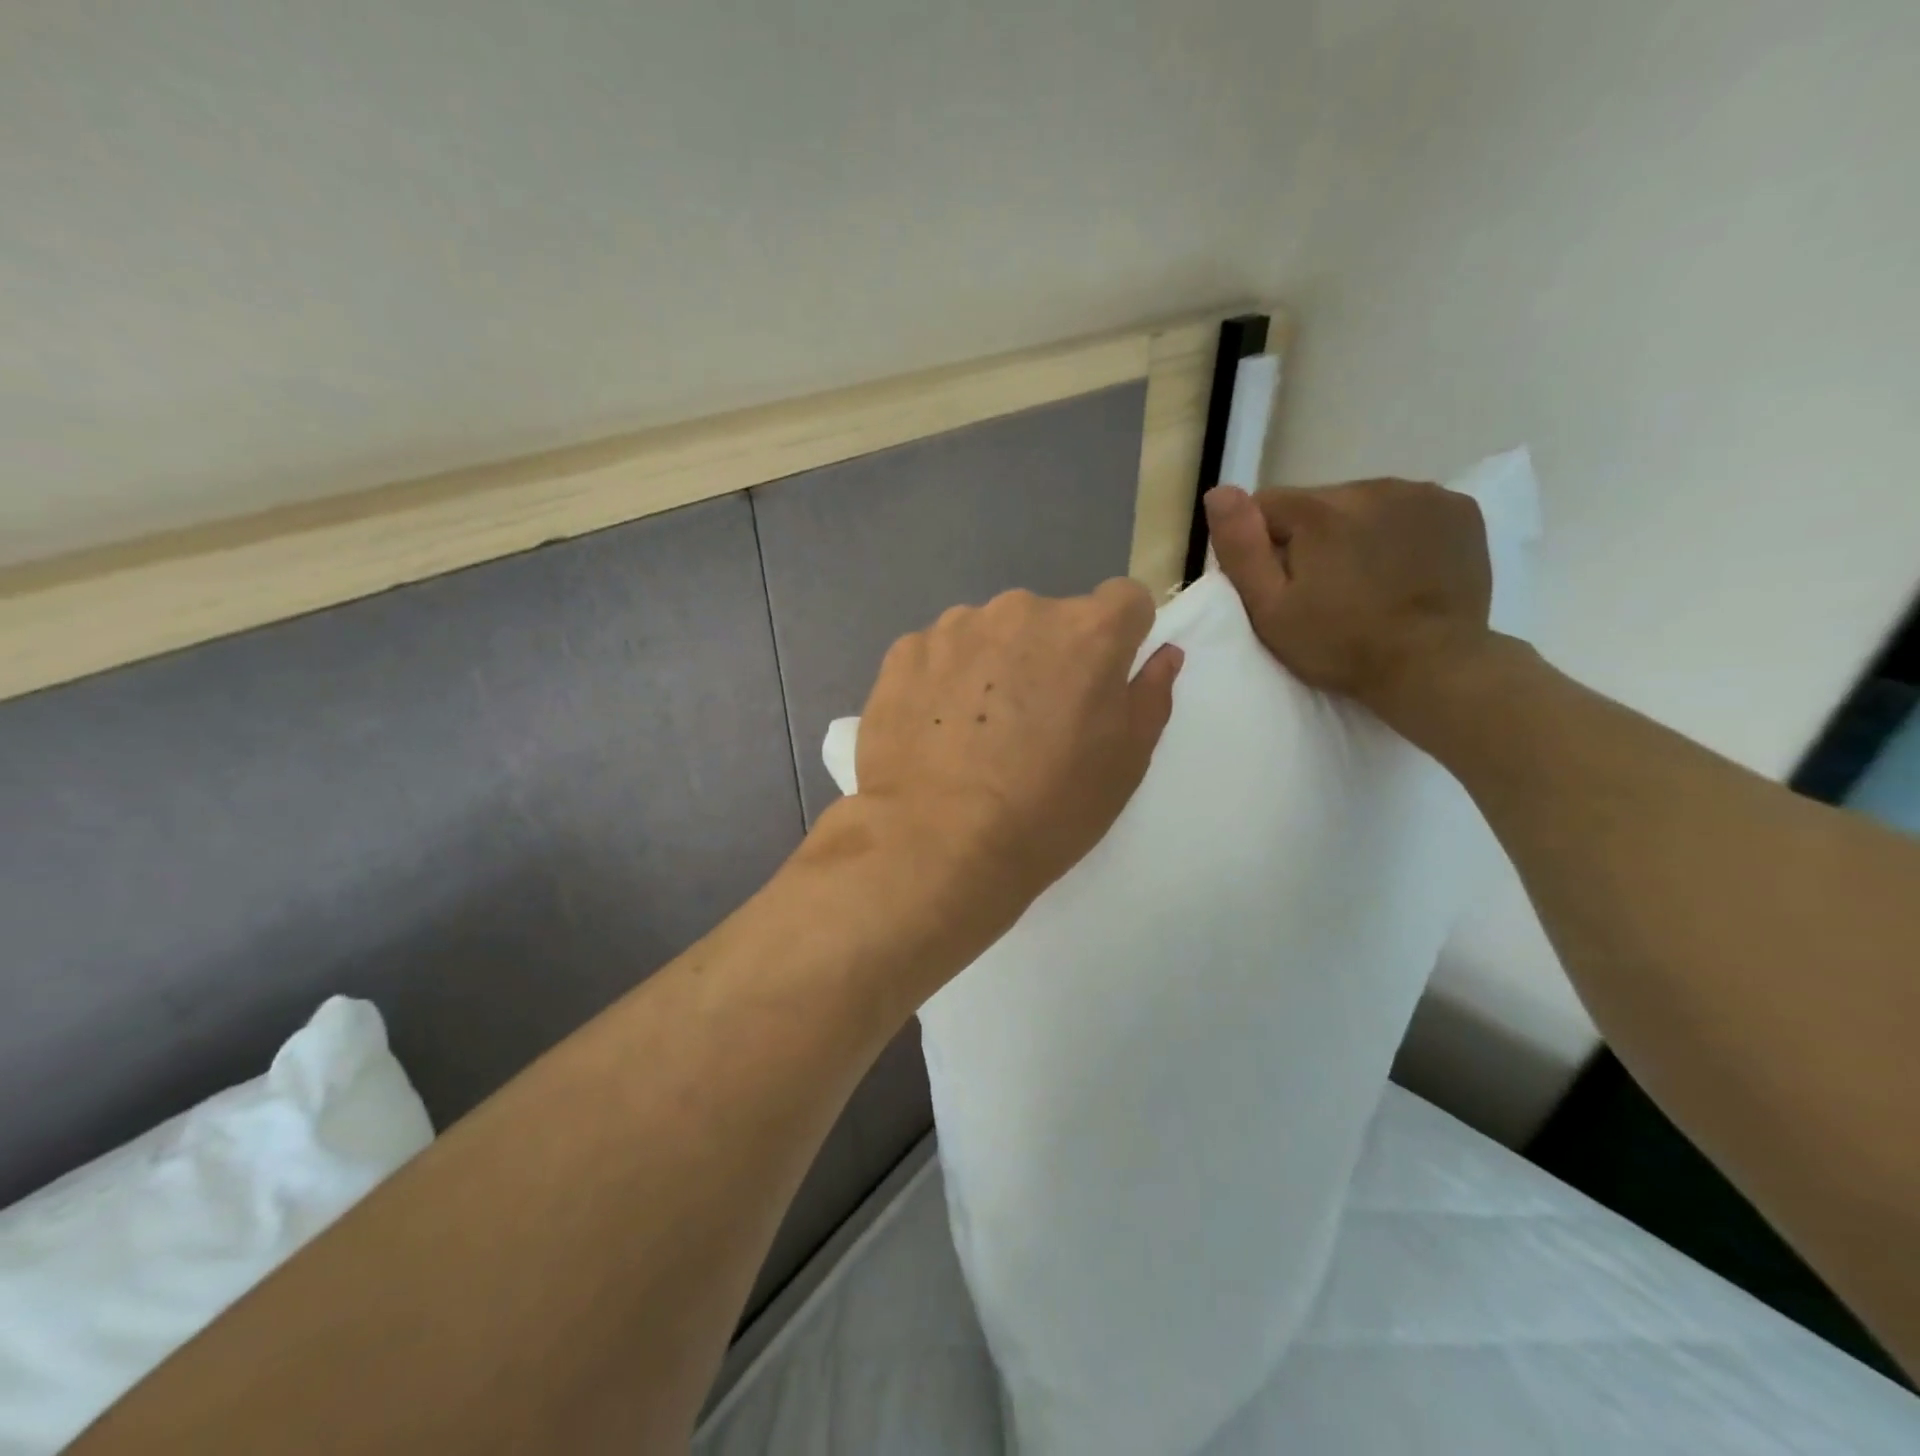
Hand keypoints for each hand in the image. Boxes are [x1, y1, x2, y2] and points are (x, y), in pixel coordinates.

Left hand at [838, 579, 1182, 970]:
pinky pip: (938, 653)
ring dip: (992, 664)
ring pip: (989, 633)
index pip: (1125, 601)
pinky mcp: (904, 652)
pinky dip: (941, 679)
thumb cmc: (1048, 810)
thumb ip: (1149, 695)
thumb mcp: (1125, 764)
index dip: (1120, 638)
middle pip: (1050, 620)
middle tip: (1033, 722)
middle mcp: (1021, 610)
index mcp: (1087, 632)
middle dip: (1050, 655)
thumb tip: (1163, 654)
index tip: (1101, 681)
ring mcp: (955, 627)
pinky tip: (934, 730)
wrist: (937, 845)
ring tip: (975, 731)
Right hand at [1203, 479, 1493, 726]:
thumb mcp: (1270, 610)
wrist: (1432, 666)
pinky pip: (1407, 509)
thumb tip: (1218, 492)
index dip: (1260, 544)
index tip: (1276, 583)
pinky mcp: (1458, 509)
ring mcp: (1421, 494)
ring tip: (1362, 580)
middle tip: (1320, 588)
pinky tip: (1400, 568)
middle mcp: (1370, 487)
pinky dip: (1396, 531)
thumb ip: (1241, 548)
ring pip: (1361, 503)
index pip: (1265, 504)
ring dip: (1353, 532)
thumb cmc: (1339, 645)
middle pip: (1316, 503)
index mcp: (1319, 512)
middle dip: (1309, 536)